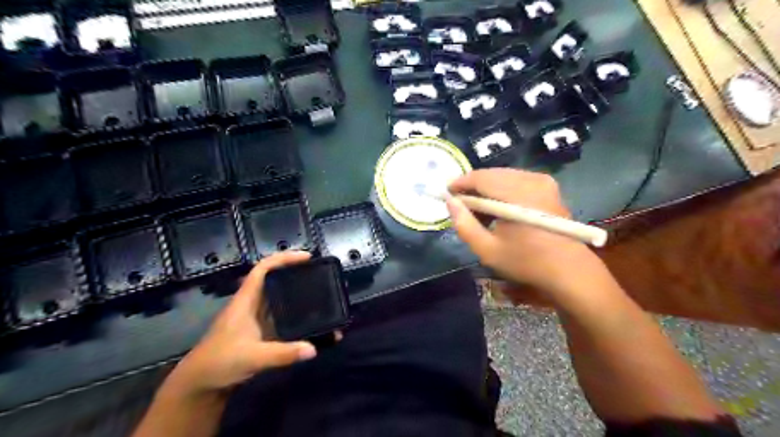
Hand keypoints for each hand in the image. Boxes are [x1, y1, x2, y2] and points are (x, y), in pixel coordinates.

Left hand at [167, 251, 318, 397]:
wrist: (199, 385)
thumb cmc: (219, 363)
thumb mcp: (252, 357)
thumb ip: (283, 354)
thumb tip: (313, 349)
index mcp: (246, 300)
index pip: (263, 269)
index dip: (284, 258)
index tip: (307, 257)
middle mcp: (252, 305)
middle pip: (275, 280)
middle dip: (296, 274)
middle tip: (320, 275)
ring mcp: (256, 319)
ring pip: (279, 298)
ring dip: (298, 295)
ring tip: (321, 295)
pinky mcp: (260, 333)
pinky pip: (282, 317)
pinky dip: (297, 316)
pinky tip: (311, 321)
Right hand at [445, 170, 601, 299]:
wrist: (568, 269)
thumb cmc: (526, 262)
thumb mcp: (487, 250)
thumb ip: (464, 225)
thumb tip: (450, 202)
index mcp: (517, 195)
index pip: (481, 178)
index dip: (460, 183)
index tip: (446, 193)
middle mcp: (531, 180)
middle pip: (492, 173)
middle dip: (472, 186)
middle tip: (461, 204)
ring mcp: (542, 181)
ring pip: (503, 175)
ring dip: (486, 188)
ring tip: (478, 209)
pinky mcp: (548, 185)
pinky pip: (515, 179)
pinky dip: (501, 189)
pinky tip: (497, 207)